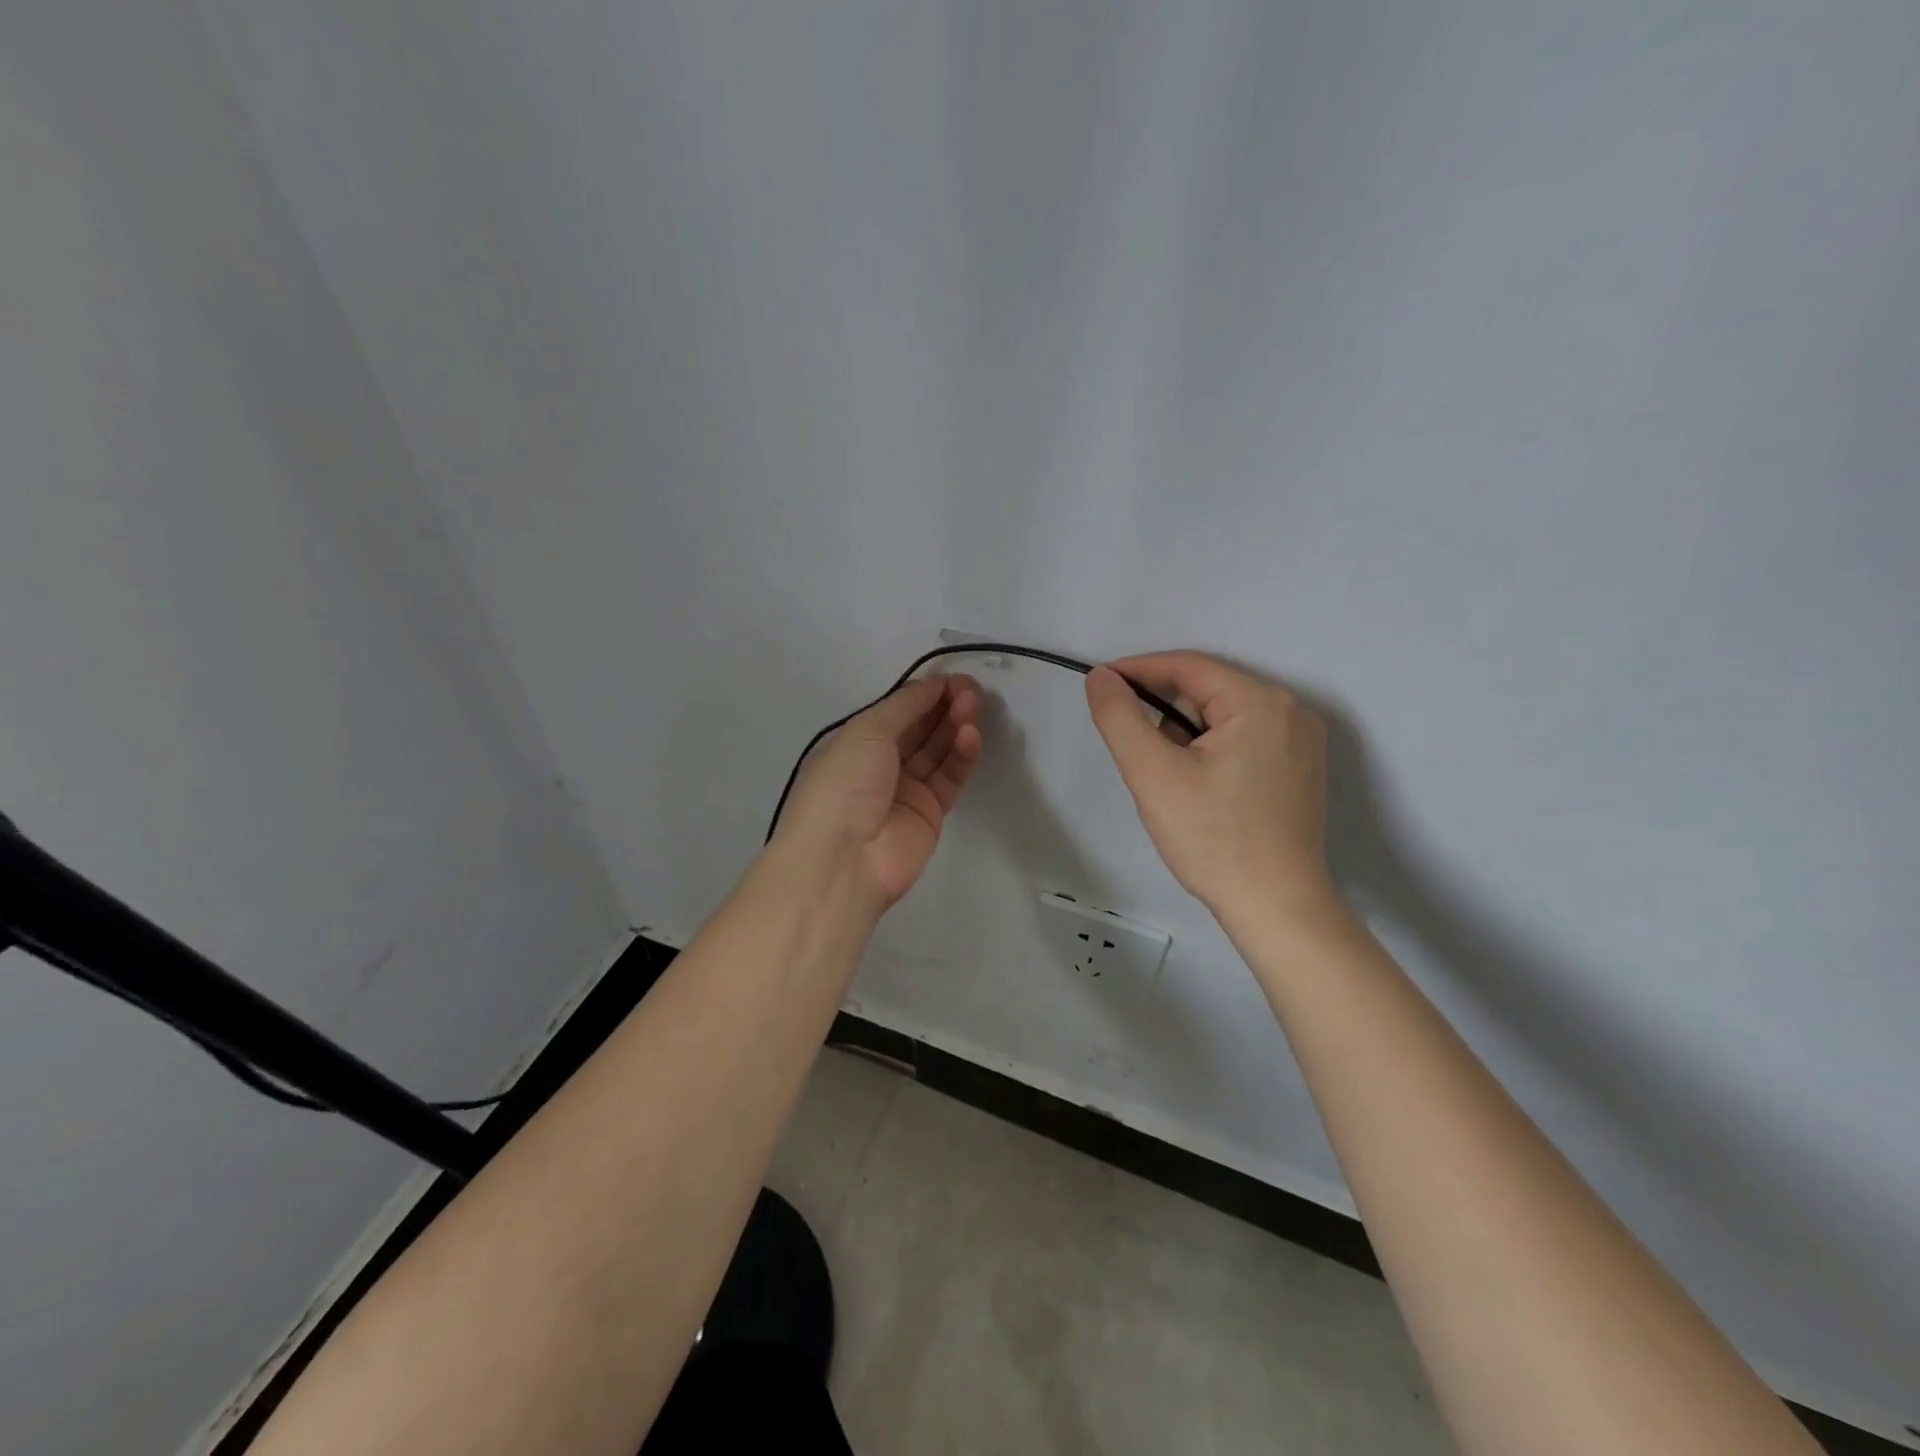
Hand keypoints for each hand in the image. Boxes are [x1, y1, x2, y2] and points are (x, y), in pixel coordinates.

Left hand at [774, 674, 982, 910]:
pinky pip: (950, 777)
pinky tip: (971, 736)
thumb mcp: (866, 732)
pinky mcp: (930, 813)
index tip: (951, 678)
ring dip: (955, 726)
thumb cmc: (843, 785)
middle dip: (943, 706)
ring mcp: (906, 790)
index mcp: (856, 742)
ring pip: (937, 750)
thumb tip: (933, 684)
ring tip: (974, 705)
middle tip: (971, 689)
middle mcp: (880, 764)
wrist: (843, 860)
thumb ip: (904, 706)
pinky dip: (962, 755)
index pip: (896, 711)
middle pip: (920, 728)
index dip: (923, 693)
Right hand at [1085, 652, 1334, 922]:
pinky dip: (1210, 752)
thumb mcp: (1152, 774)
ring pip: (1222, 718)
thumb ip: (1120, 717)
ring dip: (1186, 737)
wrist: (1276, 907)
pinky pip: (1242, 740)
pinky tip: (1200, 791)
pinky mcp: (1299, 769)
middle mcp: (1290, 711)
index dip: (1137, 670)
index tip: (1099, 685)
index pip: (1188, 666)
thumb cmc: (1213, 838)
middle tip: (1139, 757)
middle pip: (1206, 692)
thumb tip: (1100, 676)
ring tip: (1172, 785)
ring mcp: (1301, 742)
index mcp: (1260, 702)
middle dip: (1164, 716)